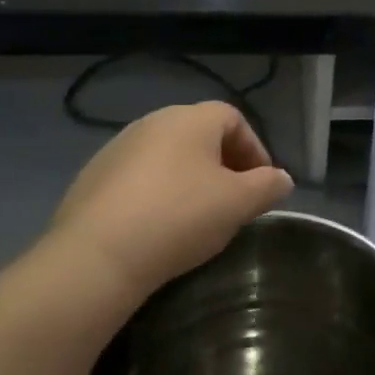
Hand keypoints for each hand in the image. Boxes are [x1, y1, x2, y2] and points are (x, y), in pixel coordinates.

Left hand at [40, 102, 292, 300]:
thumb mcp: (239, 204)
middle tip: (234, 201)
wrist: (96, 255)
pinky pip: (138, 178)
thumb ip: (268, 186)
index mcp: (191, 119)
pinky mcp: (92, 178)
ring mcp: (117, 148)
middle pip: (200, 135)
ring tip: (197, 216)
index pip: (234, 118)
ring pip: (168, 157)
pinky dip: (157, 193)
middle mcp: (153, 122)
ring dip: (189, 179)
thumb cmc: (180, 217)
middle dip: (223, 164)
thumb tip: (282, 179)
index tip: (262, 184)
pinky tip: (158, 226)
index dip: (255, 149)